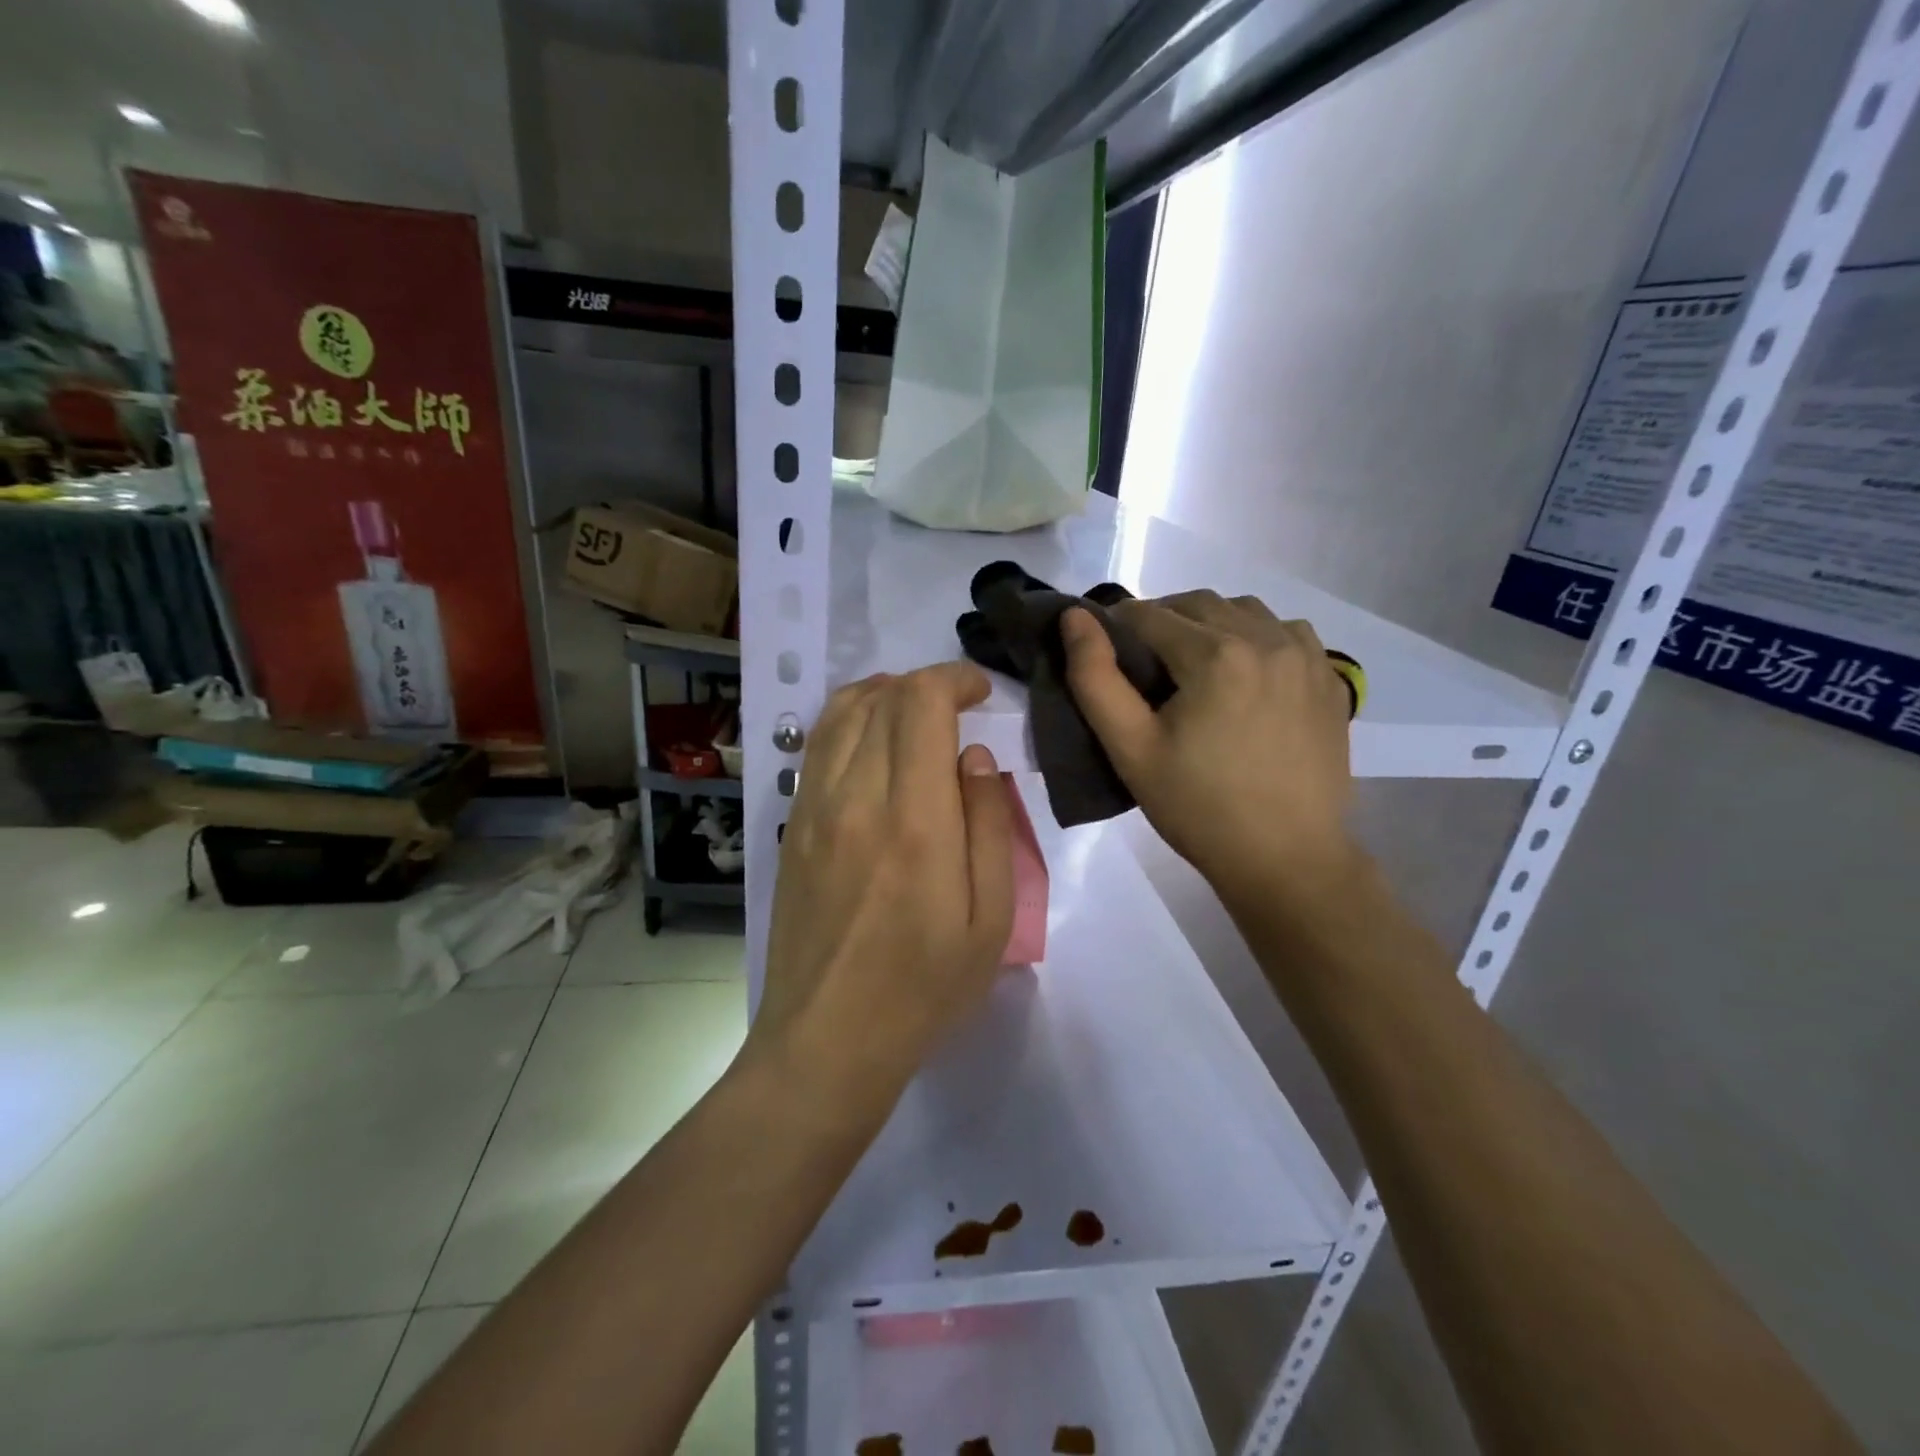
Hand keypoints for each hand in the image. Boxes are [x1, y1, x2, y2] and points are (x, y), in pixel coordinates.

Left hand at [752, 662, 1014, 1118]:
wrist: (828, 1039)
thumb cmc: (924, 988)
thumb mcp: (990, 918)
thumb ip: (988, 825)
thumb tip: (973, 758)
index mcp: (914, 820)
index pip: (921, 704)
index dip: (953, 679)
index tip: (980, 691)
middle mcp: (856, 797)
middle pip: (882, 698)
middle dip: (925, 684)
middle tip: (958, 705)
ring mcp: (814, 809)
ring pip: (841, 713)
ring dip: (883, 694)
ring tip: (914, 710)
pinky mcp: (792, 826)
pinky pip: (816, 747)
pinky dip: (848, 720)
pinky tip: (871, 740)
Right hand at [1060, 592, 1356, 906]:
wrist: (1286, 859)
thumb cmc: (1198, 807)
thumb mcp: (1130, 748)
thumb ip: (1094, 677)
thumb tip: (1073, 618)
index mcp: (1215, 654)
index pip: (1148, 614)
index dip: (1116, 627)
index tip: (1105, 654)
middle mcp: (1267, 638)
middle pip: (1198, 603)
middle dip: (1161, 620)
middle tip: (1142, 663)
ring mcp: (1306, 656)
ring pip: (1245, 611)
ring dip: (1210, 623)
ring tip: (1193, 666)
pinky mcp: (1329, 679)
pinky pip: (1287, 632)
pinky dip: (1257, 637)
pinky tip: (1244, 674)